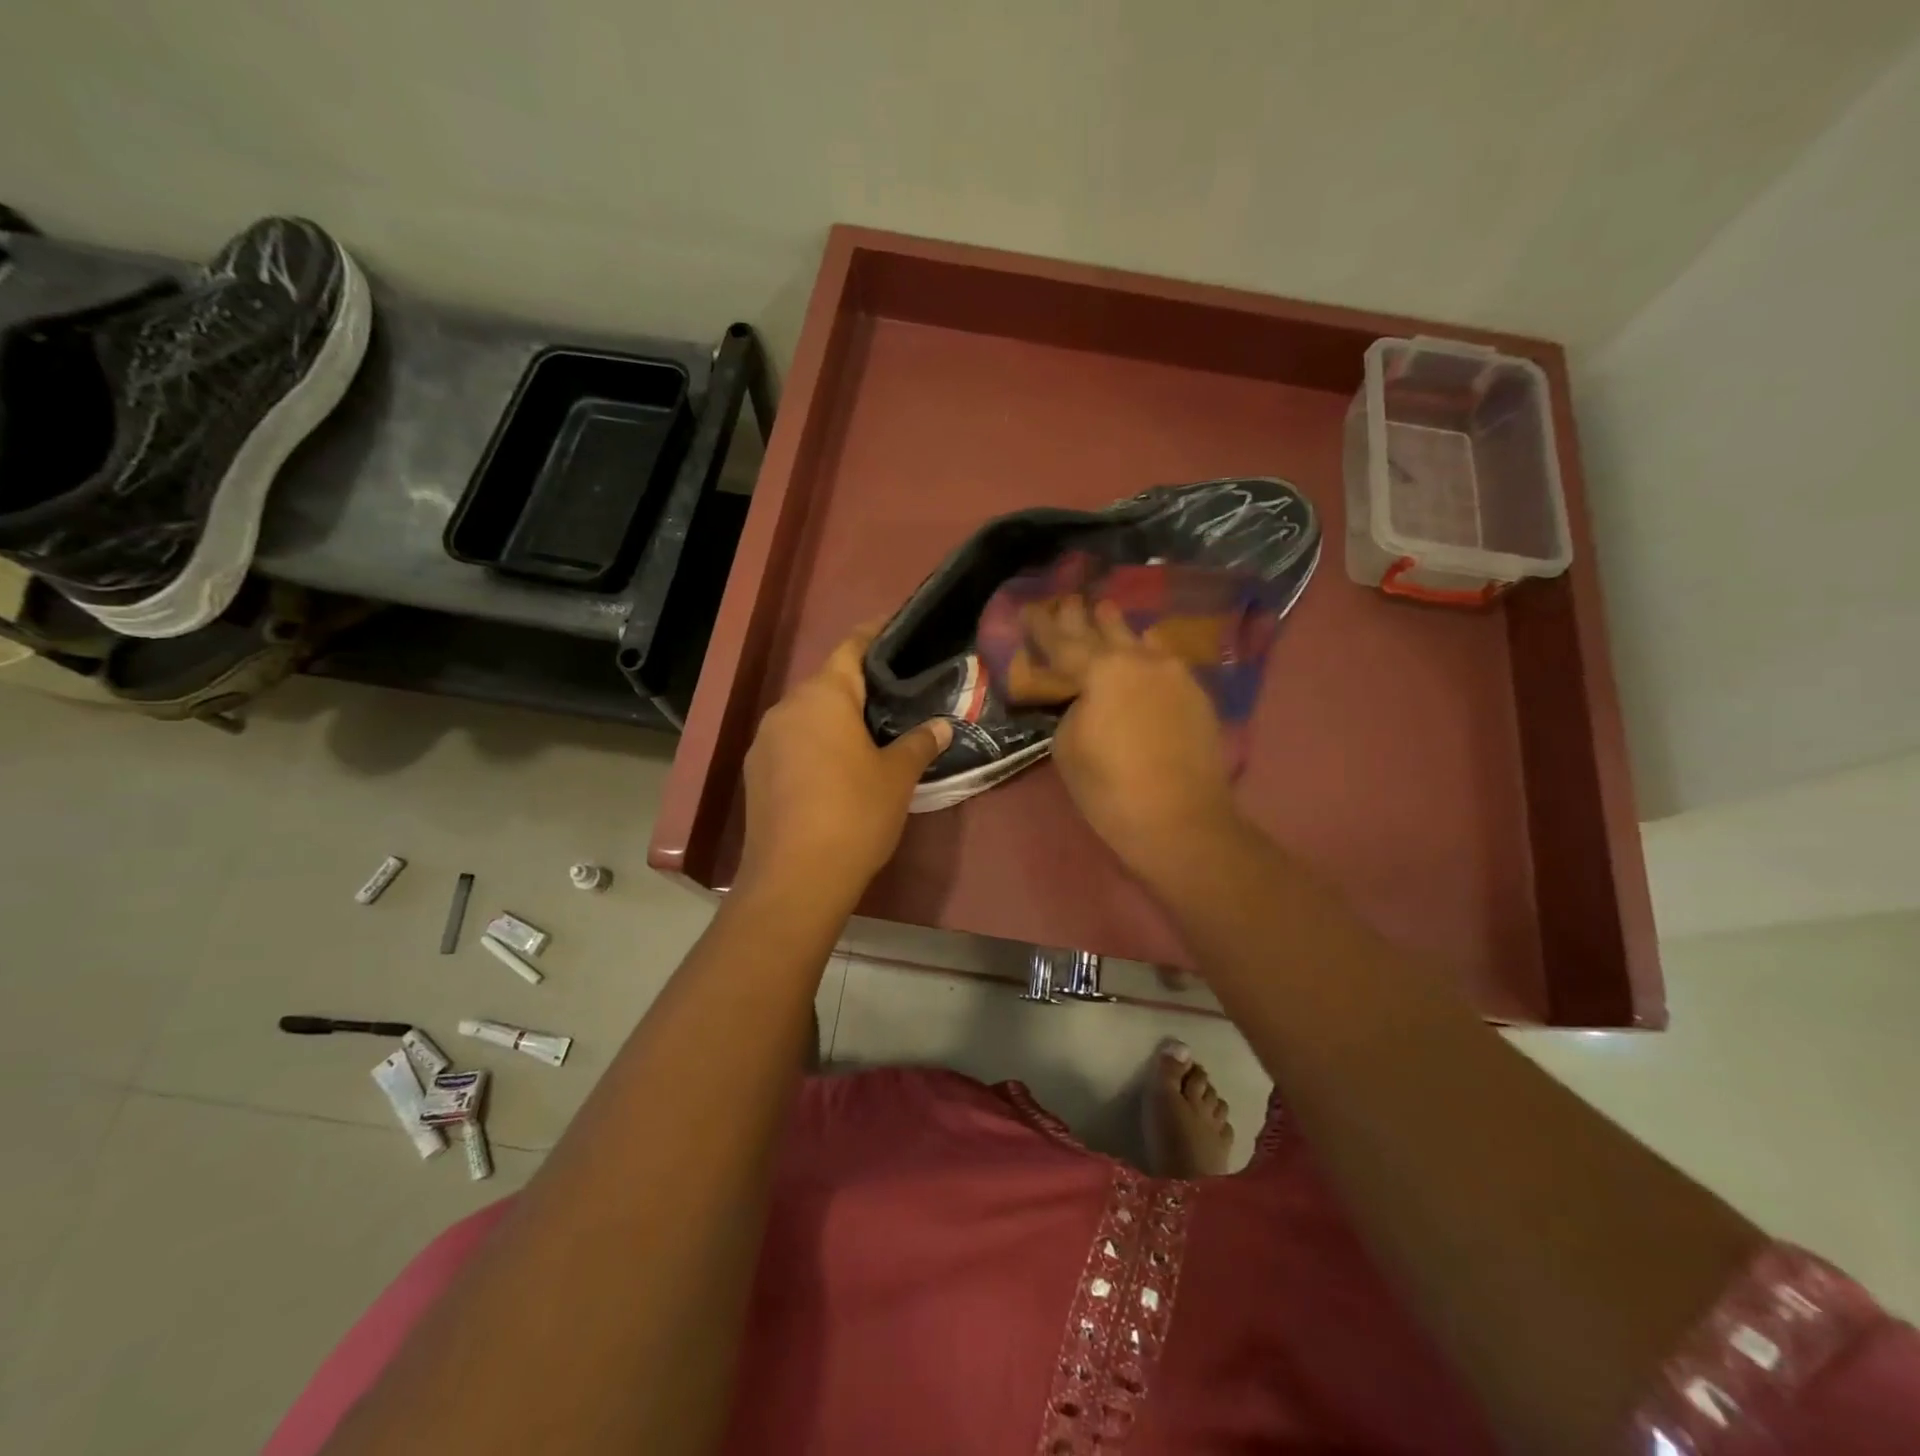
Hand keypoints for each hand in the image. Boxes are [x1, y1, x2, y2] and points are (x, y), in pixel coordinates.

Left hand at [737, 624, 951, 904]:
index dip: (875, 634)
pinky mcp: (755, 772)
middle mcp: (787, 708)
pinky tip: (836, 768)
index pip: (851, 648)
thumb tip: (940, 725)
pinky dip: (815, 744)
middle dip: (859, 685)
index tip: (897, 627)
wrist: (796, 877)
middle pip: (826, 682)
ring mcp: (765, 740)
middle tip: (896, 695)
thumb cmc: (854, 814)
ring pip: (807, 714)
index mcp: (823, 697)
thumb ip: (919, 743)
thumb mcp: (897, 777)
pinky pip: (792, 742)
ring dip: (835, 717)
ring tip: (870, 732)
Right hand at [1023, 597, 1240, 885]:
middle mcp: (1140, 660)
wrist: (1181, 820)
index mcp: (1102, 671)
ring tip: (1106, 610)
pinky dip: (1145, 652)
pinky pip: (1163, 662)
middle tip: (1068, 599)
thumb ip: (1072, 710)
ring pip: (1139, 641)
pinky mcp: (1196, 695)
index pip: (1062, 642)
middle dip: (1082, 617)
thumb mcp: (1068, 747)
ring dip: (1118, 628)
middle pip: (1104, 631)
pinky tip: (1144, 646)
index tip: (1028, 608)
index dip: (1041, 626)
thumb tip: (1086, 700)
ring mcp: (1174, 675)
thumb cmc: (1111, 789)